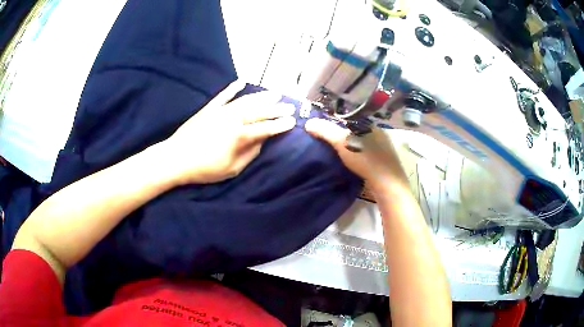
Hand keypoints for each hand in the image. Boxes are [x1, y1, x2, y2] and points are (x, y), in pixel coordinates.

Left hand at [160, 81, 295, 184]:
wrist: (176, 158)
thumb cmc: (205, 169)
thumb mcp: (232, 169)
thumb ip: (250, 154)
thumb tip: (262, 141)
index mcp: (240, 136)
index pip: (266, 128)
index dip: (281, 125)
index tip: (292, 122)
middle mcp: (233, 119)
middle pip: (260, 111)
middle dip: (277, 109)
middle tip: (290, 107)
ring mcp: (221, 111)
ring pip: (246, 100)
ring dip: (262, 96)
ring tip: (275, 94)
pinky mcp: (209, 108)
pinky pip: (223, 95)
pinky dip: (232, 88)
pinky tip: (241, 81)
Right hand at [304, 118, 406, 190]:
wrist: (387, 183)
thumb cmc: (366, 159)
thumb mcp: (342, 143)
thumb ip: (326, 132)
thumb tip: (308, 123)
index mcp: (370, 125)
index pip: (351, 120)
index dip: (337, 123)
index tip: (324, 130)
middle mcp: (379, 134)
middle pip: (357, 132)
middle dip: (343, 136)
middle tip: (328, 142)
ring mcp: (384, 149)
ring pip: (363, 144)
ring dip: (352, 147)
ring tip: (337, 153)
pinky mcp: (385, 163)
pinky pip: (368, 155)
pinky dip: (359, 157)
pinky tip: (352, 163)